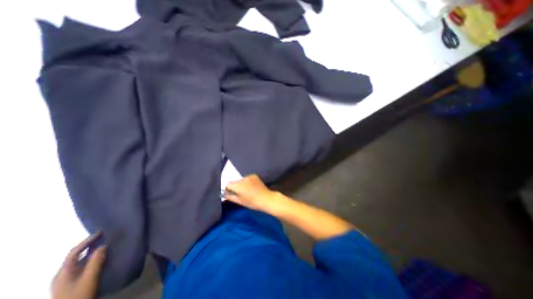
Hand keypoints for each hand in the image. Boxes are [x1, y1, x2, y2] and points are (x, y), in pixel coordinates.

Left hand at [51, 233, 106, 298]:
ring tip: (106, 244)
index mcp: (63, 272)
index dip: (87, 240)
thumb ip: (96, 261)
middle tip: (105, 236)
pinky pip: (83, 266)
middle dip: (90, 244)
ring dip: (92, 251)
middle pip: (76, 255)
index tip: (101, 232)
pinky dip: (92, 258)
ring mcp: (66, 280)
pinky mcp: (73, 283)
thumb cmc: (79, 295)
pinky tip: (101, 257)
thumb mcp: (90, 278)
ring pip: (80, 261)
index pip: (74, 252)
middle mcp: (62, 274)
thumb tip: (103, 245)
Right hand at [224, 174, 276, 211]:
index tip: (233, 194)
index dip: (229, 189)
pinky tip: (252, 187)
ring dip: (242, 184)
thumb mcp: (239, 201)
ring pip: (241, 180)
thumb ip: (230, 196)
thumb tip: (224, 193)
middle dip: (236, 187)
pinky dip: (248, 182)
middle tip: (242, 194)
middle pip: (235, 182)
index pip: (227, 184)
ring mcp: (249, 176)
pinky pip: (247, 178)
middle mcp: (242, 179)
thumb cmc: (252, 202)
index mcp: (237, 185)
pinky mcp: (254, 175)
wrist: (266, 198)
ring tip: (248, 191)